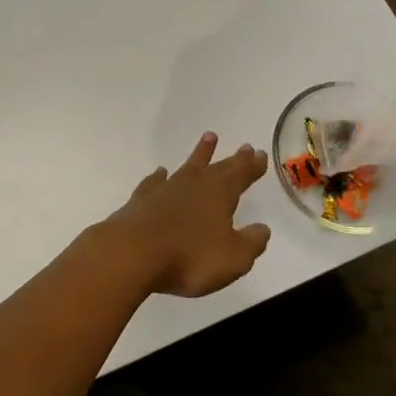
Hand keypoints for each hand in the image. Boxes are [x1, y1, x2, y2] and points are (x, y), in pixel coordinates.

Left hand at [97, 133, 271, 297]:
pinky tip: (160, 173)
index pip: (241, 176)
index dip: (252, 166)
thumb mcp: (233, 258)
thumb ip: (251, 243)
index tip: (260, 154)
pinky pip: (155, 182)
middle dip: (233, 159)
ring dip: (200, 154)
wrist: (132, 253)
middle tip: (245, 146)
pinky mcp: (141, 201)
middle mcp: (193, 185)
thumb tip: (262, 229)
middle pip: (217, 167)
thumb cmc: (189, 257)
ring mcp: (165, 190)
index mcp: (219, 195)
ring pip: (187, 167)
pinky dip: (159, 177)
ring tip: (209, 137)